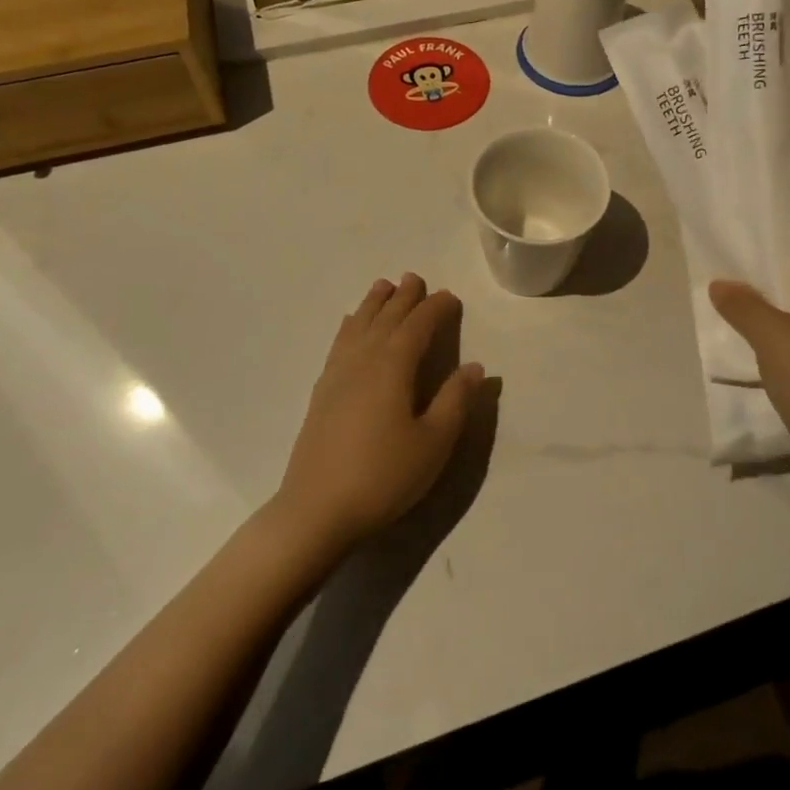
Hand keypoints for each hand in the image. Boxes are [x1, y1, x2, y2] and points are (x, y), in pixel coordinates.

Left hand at [274, 273, 483, 554]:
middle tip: (415, 278)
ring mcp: (338, 374)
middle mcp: (364, 360)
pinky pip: (339, 343)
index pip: (418, 326)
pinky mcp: (322, 392)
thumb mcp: (433, 443)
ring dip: (373, 304)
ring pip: (359, 325)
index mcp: (393, 366)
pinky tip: (349, 325)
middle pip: (386, 318)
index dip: (436, 308)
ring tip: (383, 286)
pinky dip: (350, 326)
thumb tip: (474, 367)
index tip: (450, 297)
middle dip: (403, 297)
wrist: (316, 511)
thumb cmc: (383, 476)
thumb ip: (455, 401)